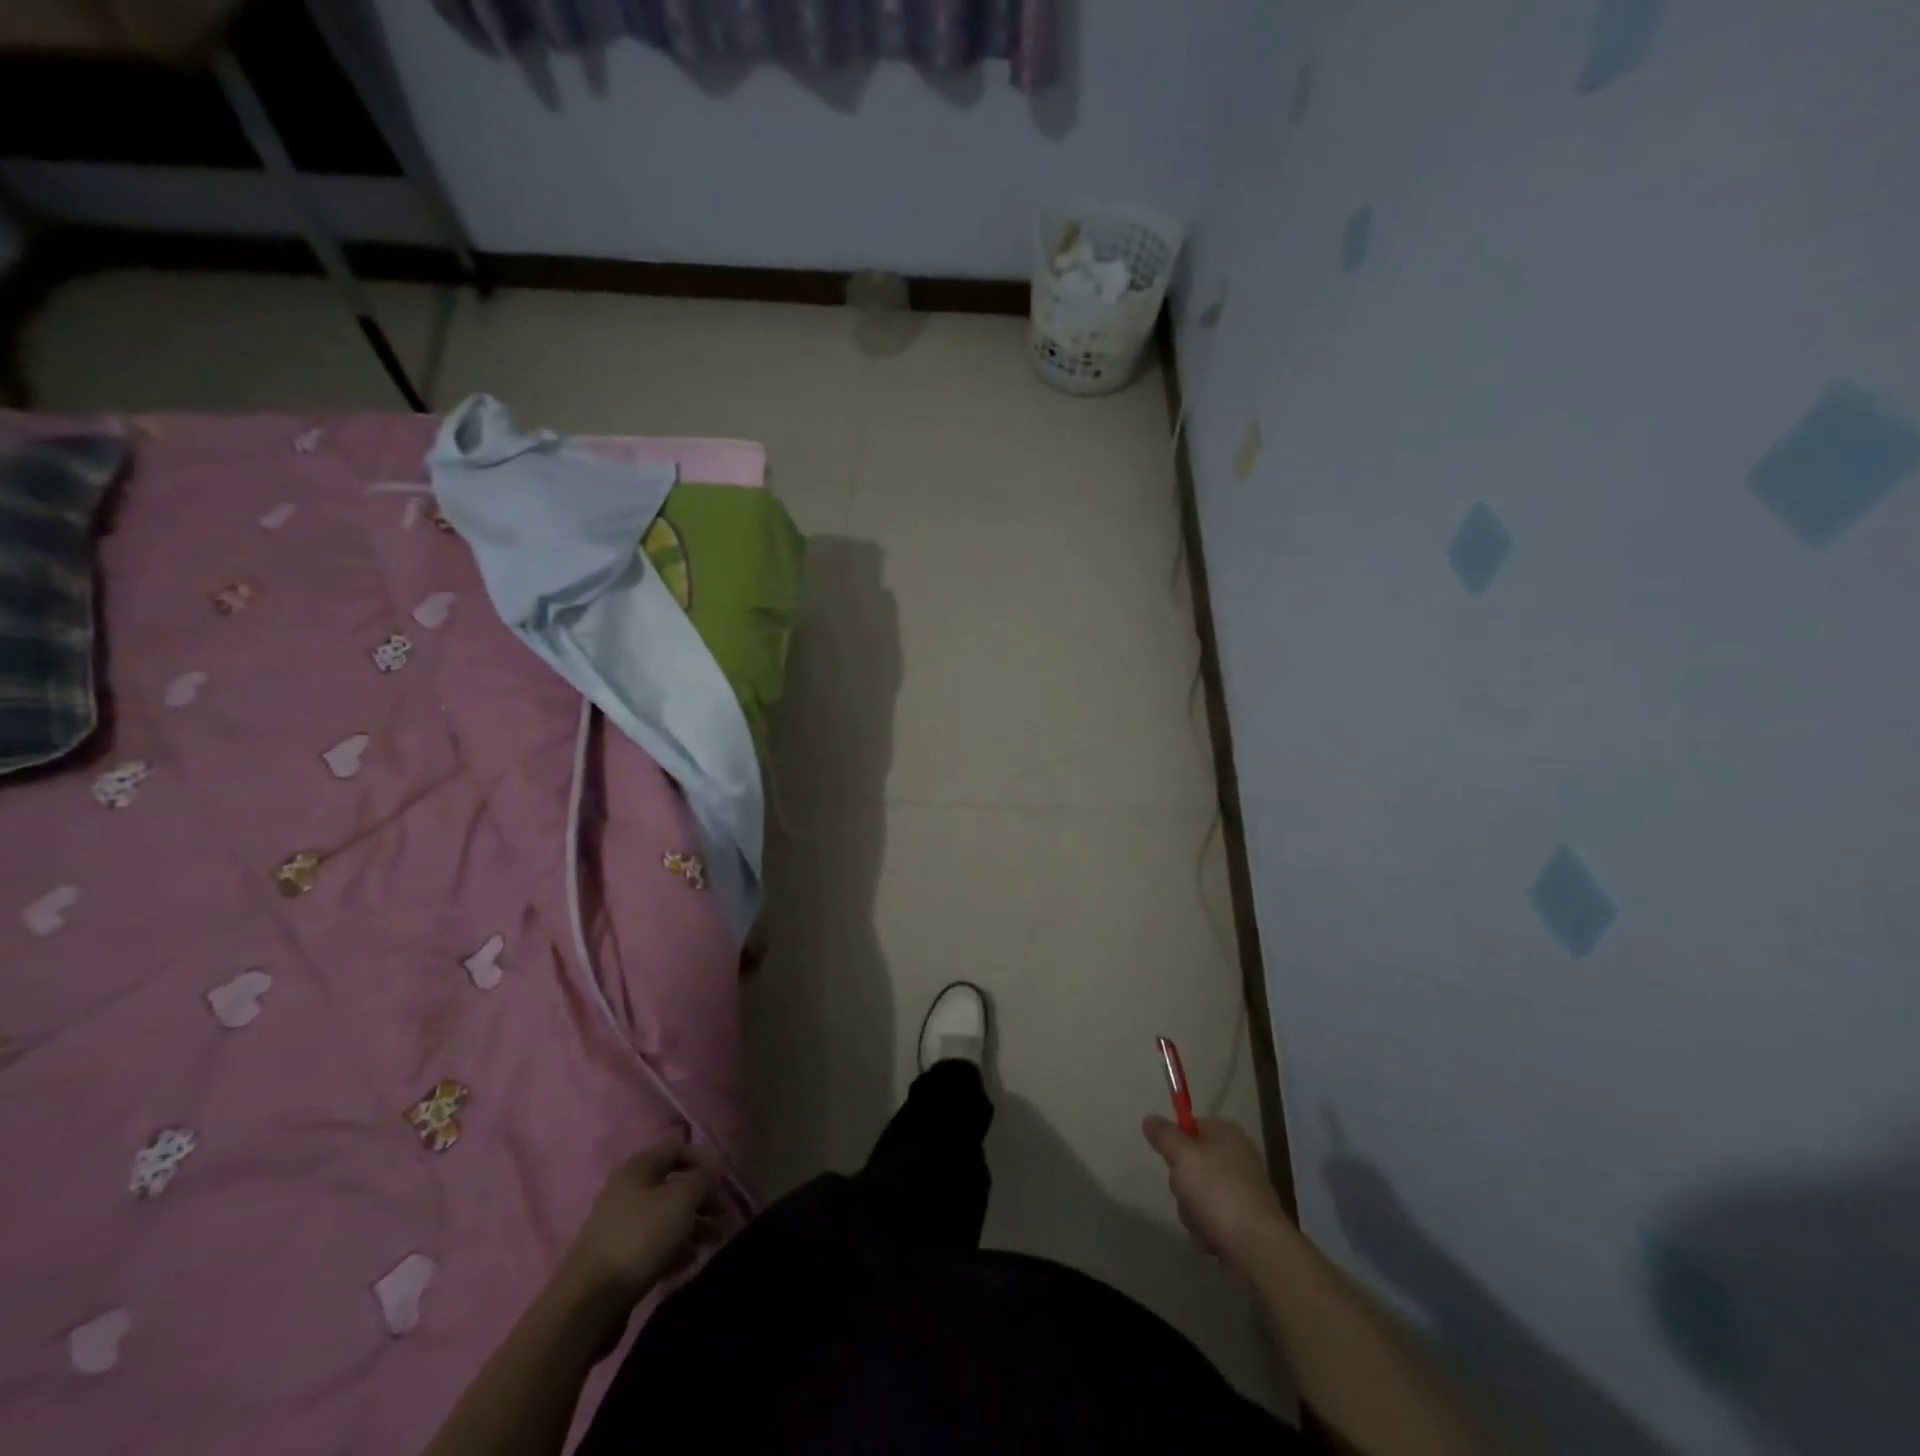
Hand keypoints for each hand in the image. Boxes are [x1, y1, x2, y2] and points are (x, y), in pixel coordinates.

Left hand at [564, 1142, 721, 1307]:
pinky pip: (653, 1244)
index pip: (676, 1149)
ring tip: (714, 1240)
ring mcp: (619, 1226)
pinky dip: (675, 1247)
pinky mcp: (617, 1259)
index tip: (723, 1180)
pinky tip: (691, 1260)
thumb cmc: (641, 1236)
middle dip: (701, 1198)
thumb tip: (711, 1170)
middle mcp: (626, 1191)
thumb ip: (703, 1178)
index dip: (703, 1160)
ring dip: (692, 1225)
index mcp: (637, 1168)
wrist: (590, 1301)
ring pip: (665, 1217)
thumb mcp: (682, 1198)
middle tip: (723, 1214)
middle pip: (672, 1186)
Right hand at [1144, 1115, 1288, 1283]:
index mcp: (1226, 1134)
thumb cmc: (1217, 1191)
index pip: (1190, 1126)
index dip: (1176, 1143)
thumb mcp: (1182, 1155)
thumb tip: (1150, 1119)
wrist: (1257, 1247)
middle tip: (1185, 1193)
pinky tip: (1211, 1239)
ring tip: (1201, 1222)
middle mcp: (1237, 1158)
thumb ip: (1163, 1134)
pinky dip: (1206, 1229)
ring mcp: (1242, 1191)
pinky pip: (1212, 1219)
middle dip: (1182, 1184)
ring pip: (1197, 1195)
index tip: (1171, 1161)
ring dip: (1191, 1211)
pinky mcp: (1244, 1222)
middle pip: (1191, 1164)